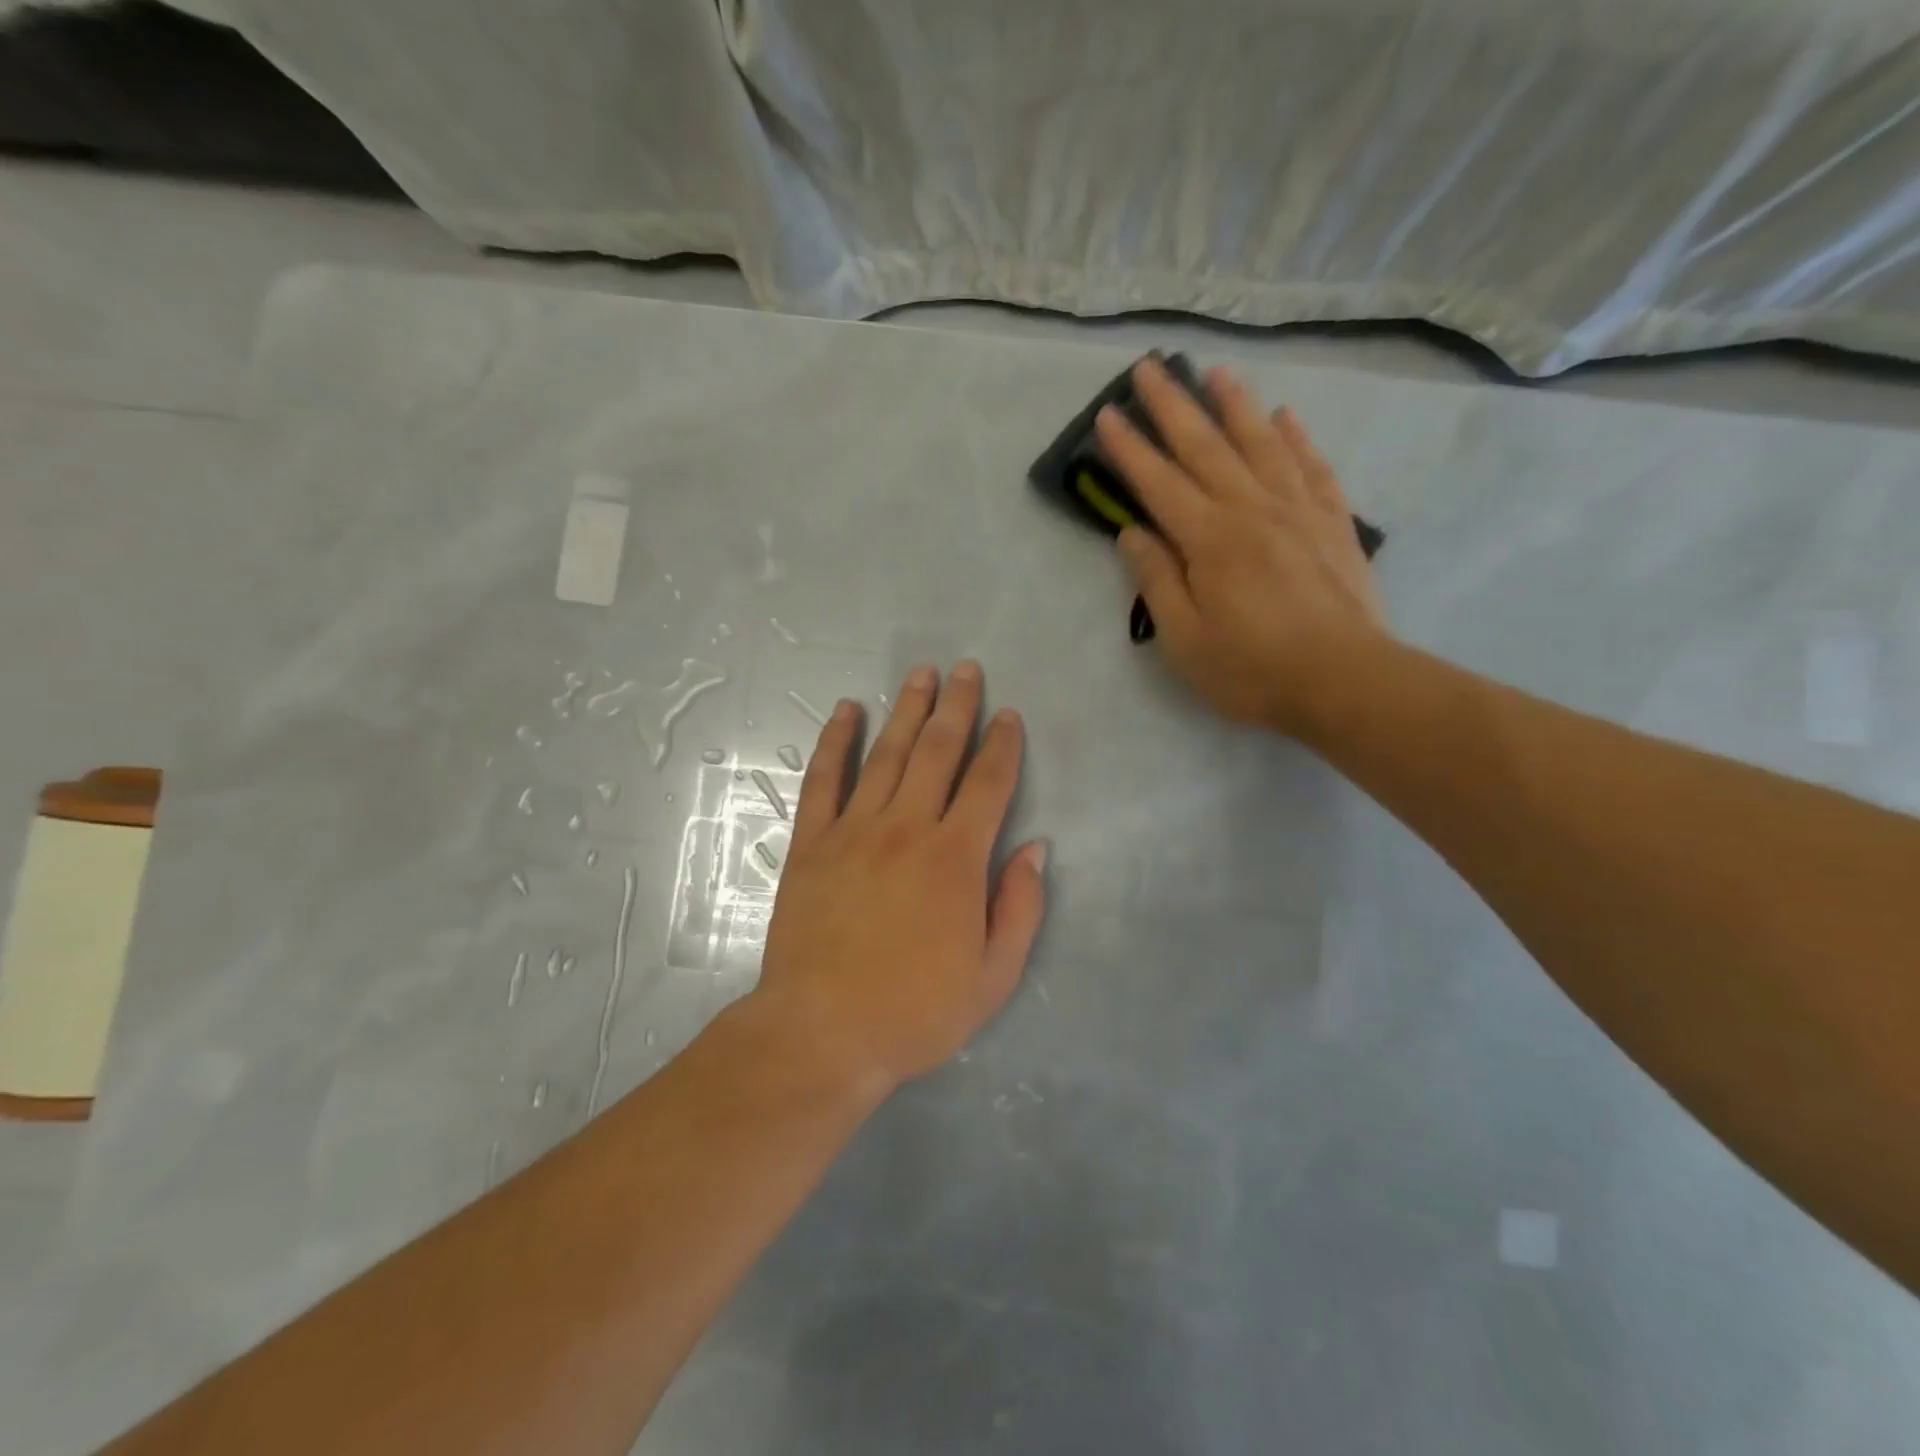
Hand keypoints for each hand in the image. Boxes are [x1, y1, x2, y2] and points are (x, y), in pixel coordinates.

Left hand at [749, 661, 1047, 1093]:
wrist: (822, 1034)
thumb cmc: (915, 1011)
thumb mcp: (994, 976)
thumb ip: (1020, 907)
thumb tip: (1035, 849)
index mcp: (956, 858)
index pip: (988, 784)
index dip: (1002, 745)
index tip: (1009, 715)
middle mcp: (907, 828)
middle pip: (938, 752)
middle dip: (957, 707)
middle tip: (966, 669)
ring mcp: (854, 830)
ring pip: (887, 755)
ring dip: (907, 710)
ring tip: (921, 674)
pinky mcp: (812, 843)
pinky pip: (824, 780)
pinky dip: (836, 742)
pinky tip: (847, 711)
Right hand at [1096, 358, 1389, 736]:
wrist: (1345, 681)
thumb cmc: (1252, 670)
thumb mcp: (1185, 640)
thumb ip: (1157, 581)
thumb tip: (1131, 533)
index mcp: (1209, 540)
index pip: (1159, 482)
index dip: (1130, 448)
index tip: (1107, 414)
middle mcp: (1251, 510)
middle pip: (1206, 446)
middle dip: (1173, 405)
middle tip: (1150, 367)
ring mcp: (1297, 510)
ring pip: (1261, 443)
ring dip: (1235, 404)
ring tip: (1216, 371)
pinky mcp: (1333, 523)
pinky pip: (1312, 467)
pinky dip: (1297, 438)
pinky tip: (1287, 416)